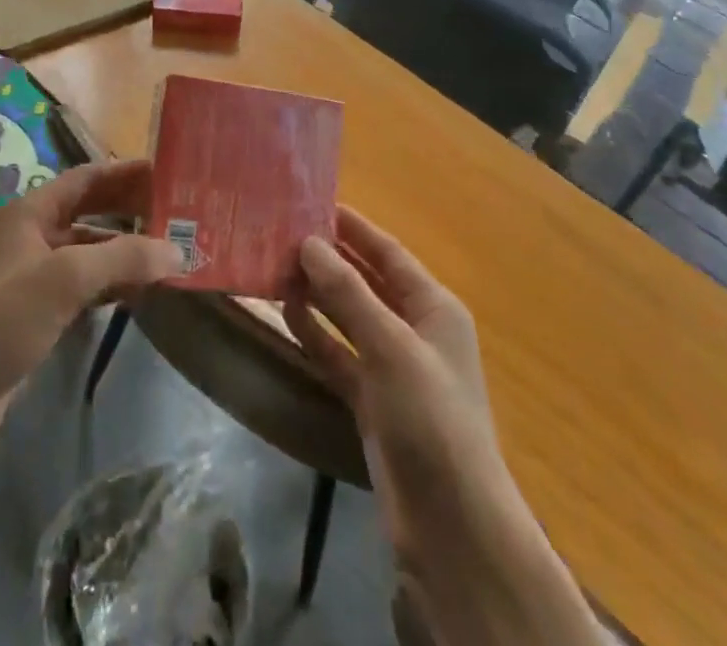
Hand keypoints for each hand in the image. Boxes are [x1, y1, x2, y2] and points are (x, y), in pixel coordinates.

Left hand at [0, 159, 182, 441]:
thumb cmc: (0, 318)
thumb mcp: (64, 279)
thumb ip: (122, 258)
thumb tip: (177, 251)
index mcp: (30, 213)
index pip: (86, 178)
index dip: (125, 172)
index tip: (167, 173)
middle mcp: (32, 237)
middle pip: (90, 213)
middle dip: (130, 212)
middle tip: (177, 215)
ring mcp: (33, 277)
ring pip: (89, 253)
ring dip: (124, 252)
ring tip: (169, 255)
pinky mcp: (37, 314)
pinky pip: (83, 288)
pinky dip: (111, 285)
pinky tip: (139, 293)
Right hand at [283, 206, 505, 557]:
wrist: (450, 525)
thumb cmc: (430, 418)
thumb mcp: (390, 346)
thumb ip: (348, 293)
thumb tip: (309, 242)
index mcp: (434, 307)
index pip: (388, 252)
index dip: (354, 227)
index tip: (313, 202)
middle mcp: (414, 329)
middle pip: (367, 281)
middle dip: (330, 259)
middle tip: (283, 232)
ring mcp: (392, 367)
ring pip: (349, 317)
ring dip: (318, 294)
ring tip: (276, 265)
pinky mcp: (372, 400)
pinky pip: (339, 353)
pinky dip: (316, 334)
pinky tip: (286, 312)